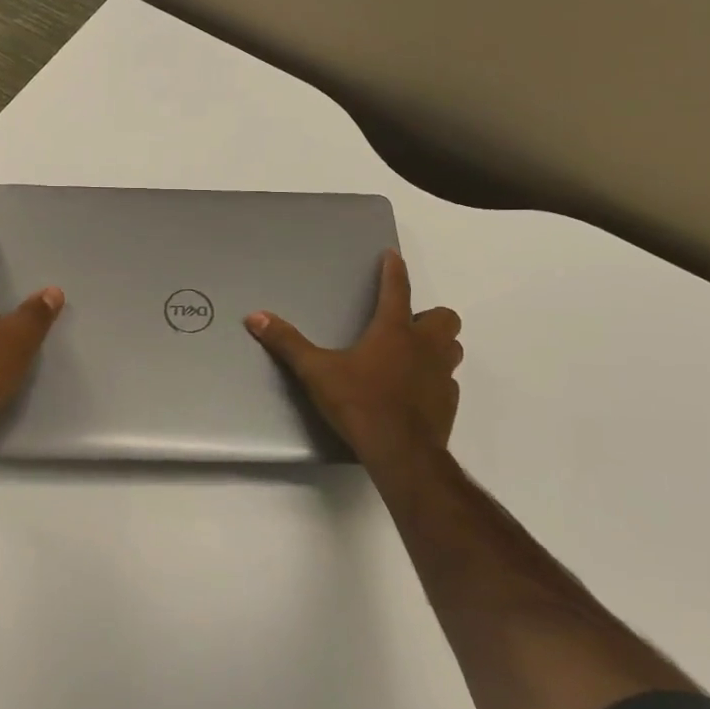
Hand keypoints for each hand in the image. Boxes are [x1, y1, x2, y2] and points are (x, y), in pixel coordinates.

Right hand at [245, 249, 461, 465]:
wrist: (401, 453)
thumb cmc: (360, 404)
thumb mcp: (316, 372)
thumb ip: (287, 343)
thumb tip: (255, 317)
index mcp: (394, 331)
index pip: (397, 289)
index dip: (394, 269)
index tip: (392, 255)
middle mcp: (424, 346)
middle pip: (444, 317)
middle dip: (429, 315)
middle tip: (408, 325)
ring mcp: (442, 375)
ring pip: (453, 348)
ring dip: (439, 345)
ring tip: (416, 354)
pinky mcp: (449, 403)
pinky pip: (449, 382)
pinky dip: (436, 380)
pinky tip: (417, 391)